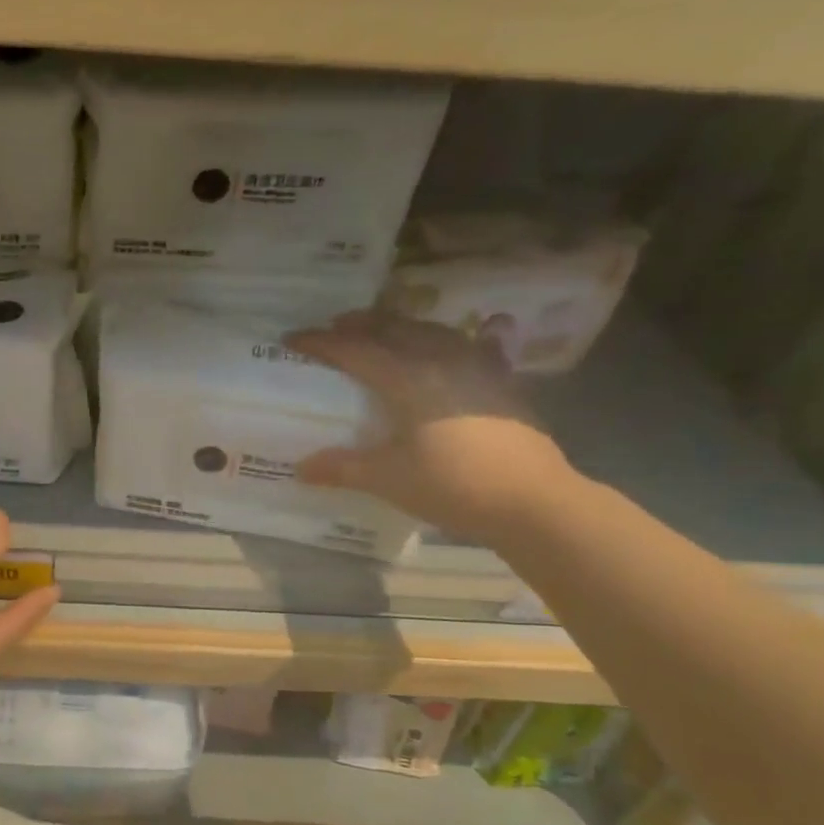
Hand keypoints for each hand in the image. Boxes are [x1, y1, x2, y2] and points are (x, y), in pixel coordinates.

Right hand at [285, 311, 576, 543]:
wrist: (532, 500)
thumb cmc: (453, 485)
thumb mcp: (388, 479)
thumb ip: (342, 467)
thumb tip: (300, 468)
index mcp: (408, 378)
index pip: (354, 350)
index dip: (320, 343)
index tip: (291, 338)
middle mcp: (441, 360)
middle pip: (394, 328)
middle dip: (360, 324)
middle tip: (334, 326)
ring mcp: (478, 367)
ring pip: (432, 331)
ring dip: (401, 326)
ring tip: (384, 330)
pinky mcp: (503, 382)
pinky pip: (475, 346)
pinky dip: (458, 338)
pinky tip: (471, 336)